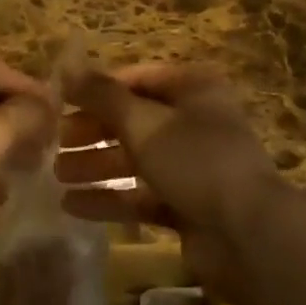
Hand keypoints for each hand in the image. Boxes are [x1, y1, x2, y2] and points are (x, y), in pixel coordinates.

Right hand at [57, 60, 286, 289]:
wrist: (249, 237)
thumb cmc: (197, 161)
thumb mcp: (145, 123)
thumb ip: (104, 96)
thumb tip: (68, 67)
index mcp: (193, 89)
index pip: (138, 78)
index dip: (99, 89)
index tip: (62, 101)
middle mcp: (194, 121)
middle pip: (135, 119)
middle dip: (94, 130)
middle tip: (56, 141)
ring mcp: (192, 166)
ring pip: (135, 159)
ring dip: (97, 164)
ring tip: (56, 173)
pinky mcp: (188, 206)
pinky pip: (142, 195)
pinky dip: (111, 198)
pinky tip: (73, 205)